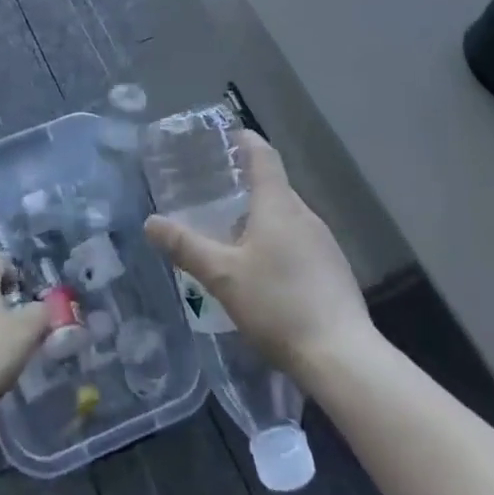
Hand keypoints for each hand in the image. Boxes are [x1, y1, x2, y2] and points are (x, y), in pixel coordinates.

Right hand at [144, 131, 371, 380]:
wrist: (343, 357)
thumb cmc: (278, 304)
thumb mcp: (222, 276)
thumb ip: (186, 247)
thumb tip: (151, 222)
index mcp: (278, 204)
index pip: (263, 154)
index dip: (245, 140)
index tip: (226, 137)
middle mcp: (304, 214)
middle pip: (274, 186)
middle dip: (246, 185)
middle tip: (214, 194)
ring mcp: (325, 243)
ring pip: (287, 217)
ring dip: (261, 217)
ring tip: (232, 234)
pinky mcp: (334, 270)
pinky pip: (300, 242)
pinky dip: (278, 243)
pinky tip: (264, 272)